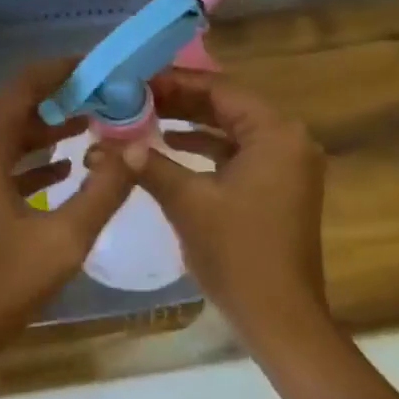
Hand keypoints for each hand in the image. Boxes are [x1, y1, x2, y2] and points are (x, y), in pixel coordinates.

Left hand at [0, 59, 139, 389]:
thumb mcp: (61, 242)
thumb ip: (103, 191)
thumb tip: (136, 149)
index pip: (23, 86)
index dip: (62, 70)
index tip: (101, 67)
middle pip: (13, 109)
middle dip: (60, 101)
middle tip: (107, 100)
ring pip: (4, 139)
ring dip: (45, 132)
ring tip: (94, 127)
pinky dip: (27, 163)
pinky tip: (61, 171)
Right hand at [136, 71, 330, 353]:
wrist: (279, 318)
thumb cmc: (237, 254)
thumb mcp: (187, 202)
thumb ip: (149, 164)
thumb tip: (109, 143)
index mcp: (276, 133)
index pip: (220, 89)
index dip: (175, 82)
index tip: (135, 80)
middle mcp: (289, 139)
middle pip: (227, 105)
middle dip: (180, 101)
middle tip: (134, 96)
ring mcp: (287, 164)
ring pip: (232, 129)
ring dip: (191, 123)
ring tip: (144, 116)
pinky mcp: (279, 186)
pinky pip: (239, 153)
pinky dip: (206, 148)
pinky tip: (169, 147)